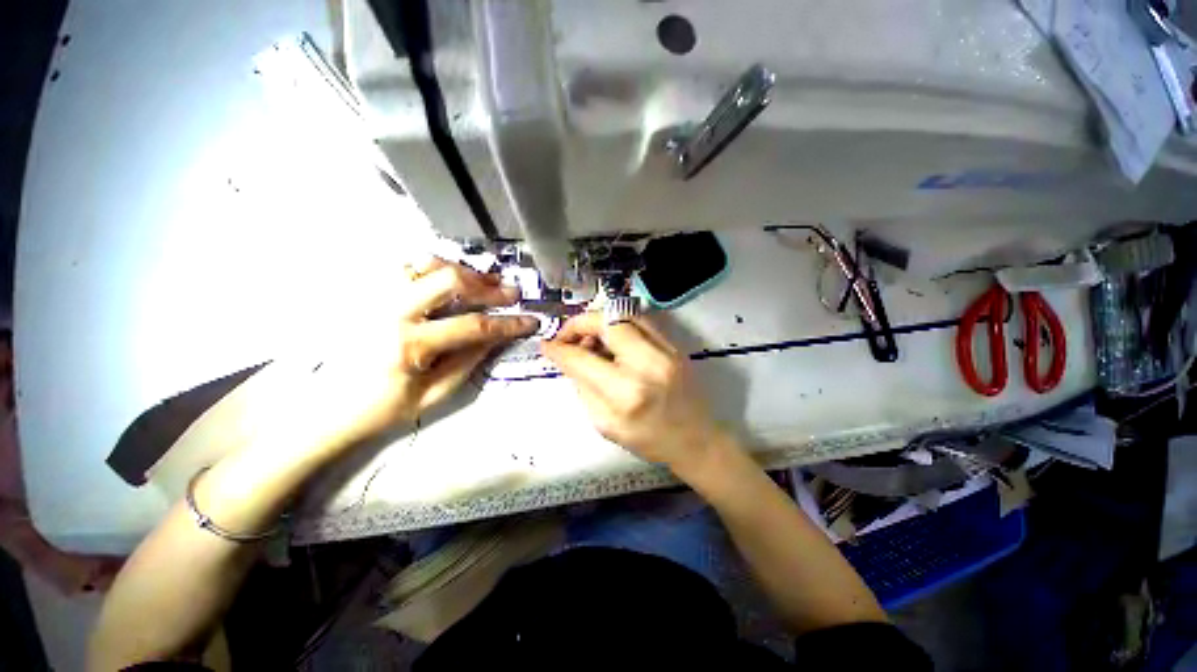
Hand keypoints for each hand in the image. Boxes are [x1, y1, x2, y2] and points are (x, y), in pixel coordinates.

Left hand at [307, 258, 537, 449]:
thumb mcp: (434, 394)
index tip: (531, 321)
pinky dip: (434, 267)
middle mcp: (391, 312)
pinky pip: (405, 266)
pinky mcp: (368, 293)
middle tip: (510, 292)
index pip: (473, 325)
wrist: (326, 408)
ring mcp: (376, 297)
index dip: (508, 322)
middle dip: (487, 286)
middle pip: (449, 280)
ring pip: (425, 264)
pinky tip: (448, 280)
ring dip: (462, 270)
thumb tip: (497, 336)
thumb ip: (468, 360)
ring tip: (484, 281)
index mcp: (410, 345)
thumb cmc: (382, 409)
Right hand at [540, 313, 730, 474]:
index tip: (547, 346)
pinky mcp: (674, 345)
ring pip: (624, 314)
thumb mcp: (605, 424)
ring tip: (589, 338)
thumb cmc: (649, 440)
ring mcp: (666, 350)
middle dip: (579, 323)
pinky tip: (611, 339)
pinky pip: (640, 320)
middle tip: (568, 336)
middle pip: (606, 322)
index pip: (582, 359)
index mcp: (626, 392)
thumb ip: (583, 387)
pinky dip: (619, 324)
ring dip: (599, 321)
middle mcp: (648, 363)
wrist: (696, 439)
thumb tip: (569, 359)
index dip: (559, 349)